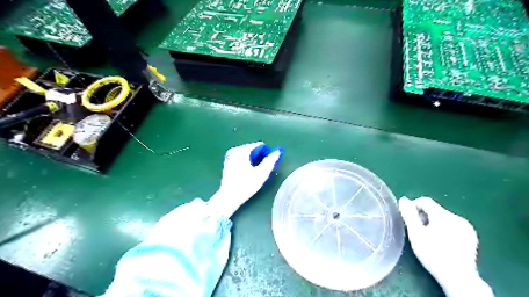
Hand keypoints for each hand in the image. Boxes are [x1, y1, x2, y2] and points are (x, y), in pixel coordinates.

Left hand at [207, 141, 283, 217]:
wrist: (228, 198)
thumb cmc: (246, 185)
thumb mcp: (261, 173)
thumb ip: (271, 161)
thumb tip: (278, 151)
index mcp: (242, 150)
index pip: (260, 145)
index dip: (267, 153)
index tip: (268, 164)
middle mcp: (235, 150)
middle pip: (253, 149)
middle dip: (260, 157)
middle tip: (262, 170)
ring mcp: (230, 155)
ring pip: (248, 153)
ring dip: (254, 160)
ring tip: (255, 172)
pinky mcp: (228, 162)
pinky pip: (241, 158)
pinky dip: (247, 162)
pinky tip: (248, 173)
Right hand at [399, 197, 493, 296]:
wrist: (459, 278)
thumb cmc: (433, 254)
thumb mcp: (416, 233)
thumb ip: (409, 214)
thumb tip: (403, 200)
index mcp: (444, 215)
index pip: (425, 201)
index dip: (413, 206)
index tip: (408, 219)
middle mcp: (457, 218)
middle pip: (434, 210)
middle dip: (423, 217)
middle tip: (417, 231)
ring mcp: (466, 227)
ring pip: (443, 218)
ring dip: (433, 223)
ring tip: (429, 238)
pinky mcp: (471, 236)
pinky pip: (452, 225)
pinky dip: (444, 229)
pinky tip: (442, 242)